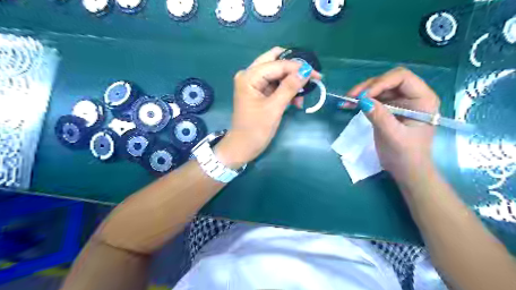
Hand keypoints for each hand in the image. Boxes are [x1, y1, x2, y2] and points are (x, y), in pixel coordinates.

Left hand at [216, 48, 320, 168]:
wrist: (243, 147)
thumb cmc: (256, 129)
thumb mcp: (274, 108)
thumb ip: (289, 87)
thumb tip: (306, 70)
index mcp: (249, 76)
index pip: (277, 64)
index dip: (298, 68)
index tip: (317, 75)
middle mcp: (249, 75)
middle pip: (275, 62)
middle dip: (294, 70)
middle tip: (310, 78)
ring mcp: (253, 83)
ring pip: (277, 73)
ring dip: (291, 82)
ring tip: (301, 98)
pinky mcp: (258, 92)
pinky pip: (275, 84)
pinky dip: (286, 90)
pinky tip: (295, 101)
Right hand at [347, 67, 438, 179]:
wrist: (406, 170)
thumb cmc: (405, 154)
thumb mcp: (392, 136)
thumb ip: (379, 116)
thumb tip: (362, 100)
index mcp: (422, 99)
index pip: (402, 78)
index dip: (381, 83)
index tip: (363, 96)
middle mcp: (413, 96)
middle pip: (388, 80)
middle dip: (368, 87)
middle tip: (350, 97)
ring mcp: (401, 102)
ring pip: (379, 88)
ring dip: (362, 93)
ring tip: (347, 101)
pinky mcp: (390, 109)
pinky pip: (375, 99)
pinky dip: (362, 101)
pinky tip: (349, 104)